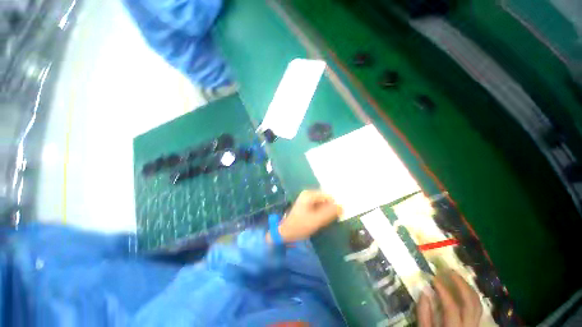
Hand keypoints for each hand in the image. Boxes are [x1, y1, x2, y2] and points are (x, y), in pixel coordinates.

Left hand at [268, 190, 342, 242]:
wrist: (285, 232)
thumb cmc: (300, 225)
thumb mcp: (317, 220)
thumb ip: (330, 213)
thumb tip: (342, 206)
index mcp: (310, 194)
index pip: (328, 197)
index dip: (333, 206)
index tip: (335, 217)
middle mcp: (308, 194)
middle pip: (325, 199)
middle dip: (329, 209)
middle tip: (327, 220)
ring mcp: (306, 199)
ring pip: (322, 204)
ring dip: (325, 212)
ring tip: (322, 221)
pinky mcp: (306, 205)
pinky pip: (318, 207)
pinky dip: (321, 213)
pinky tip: (319, 221)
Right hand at [417, 271, 482, 326]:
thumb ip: (424, 314)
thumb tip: (424, 291)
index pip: (452, 307)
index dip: (443, 291)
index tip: (433, 278)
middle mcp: (469, 326)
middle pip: (471, 303)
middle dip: (460, 284)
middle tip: (449, 271)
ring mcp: (475, 325)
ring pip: (477, 304)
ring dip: (468, 287)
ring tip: (456, 276)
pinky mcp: (476, 324)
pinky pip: (477, 307)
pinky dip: (471, 295)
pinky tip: (463, 288)